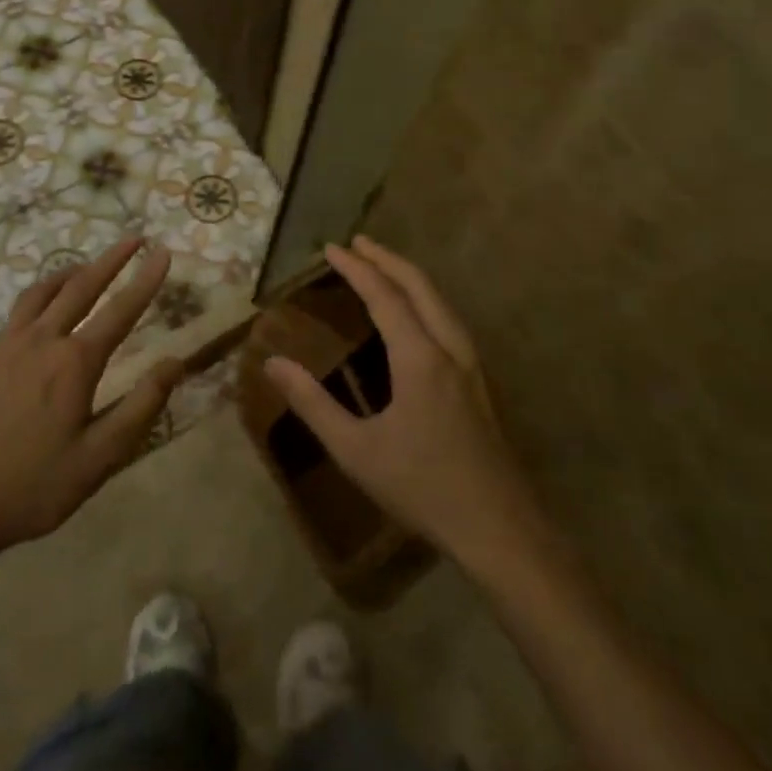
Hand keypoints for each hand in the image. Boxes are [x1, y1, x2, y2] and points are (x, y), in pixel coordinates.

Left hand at [0, 236, 179, 563]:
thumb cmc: (33, 487)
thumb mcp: (99, 459)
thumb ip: (141, 407)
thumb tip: (175, 363)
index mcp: (74, 363)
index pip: (121, 309)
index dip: (146, 279)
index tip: (164, 252)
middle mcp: (42, 340)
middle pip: (82, 286)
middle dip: (112, 259)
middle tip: (134, 238)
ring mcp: (7, 345)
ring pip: (44, 291)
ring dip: (72, 272)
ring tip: (88, 265)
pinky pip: (19, 311)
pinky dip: (42, 295)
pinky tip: (44, 310)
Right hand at [263, 236, 541, 567]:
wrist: (498, 528)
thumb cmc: (422, 487)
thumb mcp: (356, 450)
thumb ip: (313, 404)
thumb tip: (273, 363)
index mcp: (420, 357)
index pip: (385, 295)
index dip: (357, 268)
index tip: (332, 247)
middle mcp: (450, 348)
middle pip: (419, 286)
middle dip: (387, 259)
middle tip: (358, 243)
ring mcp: (471, 363)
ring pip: (440, 301)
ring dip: (410, 277)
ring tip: (383, 267)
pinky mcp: (480, 381)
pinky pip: (449, 319)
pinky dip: (426, 299)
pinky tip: (417, 316)